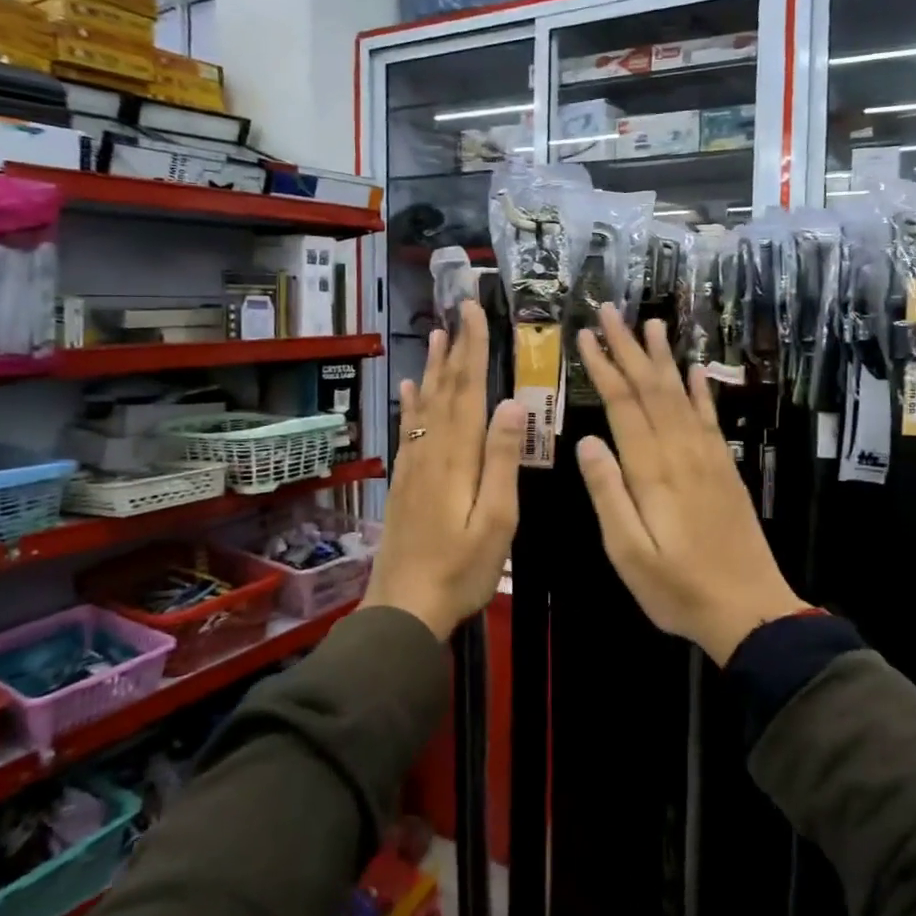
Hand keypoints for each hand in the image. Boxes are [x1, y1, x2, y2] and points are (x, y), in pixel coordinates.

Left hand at [363, 300, 526, 640]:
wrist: (405, 606)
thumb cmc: (461, 569)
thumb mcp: (497, 520)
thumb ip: (502, 461)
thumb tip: (510, 403)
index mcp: (459, 457)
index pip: (468, 390)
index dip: (473, 348)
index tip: (475, 311)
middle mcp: (433, 451)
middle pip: (445, 390)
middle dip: (455, 347)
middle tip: (458, 309)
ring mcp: (415, 465)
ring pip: (426, 404)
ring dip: (435, 367)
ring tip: (439, 334)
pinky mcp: (405, 481)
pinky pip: (410, 430)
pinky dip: (413, 404)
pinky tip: (412, 388)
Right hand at [574, 305, 805, 663]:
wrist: (749, 610)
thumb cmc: (678, 588)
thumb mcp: (628, 553)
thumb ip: (608, 494)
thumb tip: (587, 441)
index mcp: (652, 471)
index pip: (623, 405)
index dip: (604, 368)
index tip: (587, 336)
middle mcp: (682, 452)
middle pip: (651, 389)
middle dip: (629, 347)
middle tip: (610, 311)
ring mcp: (708, 457)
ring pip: (681, 394)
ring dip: (663, 358)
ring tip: (652, 323)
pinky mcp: (725, 468)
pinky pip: (710, 418)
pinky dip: (700, 389)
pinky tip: (694, 370)